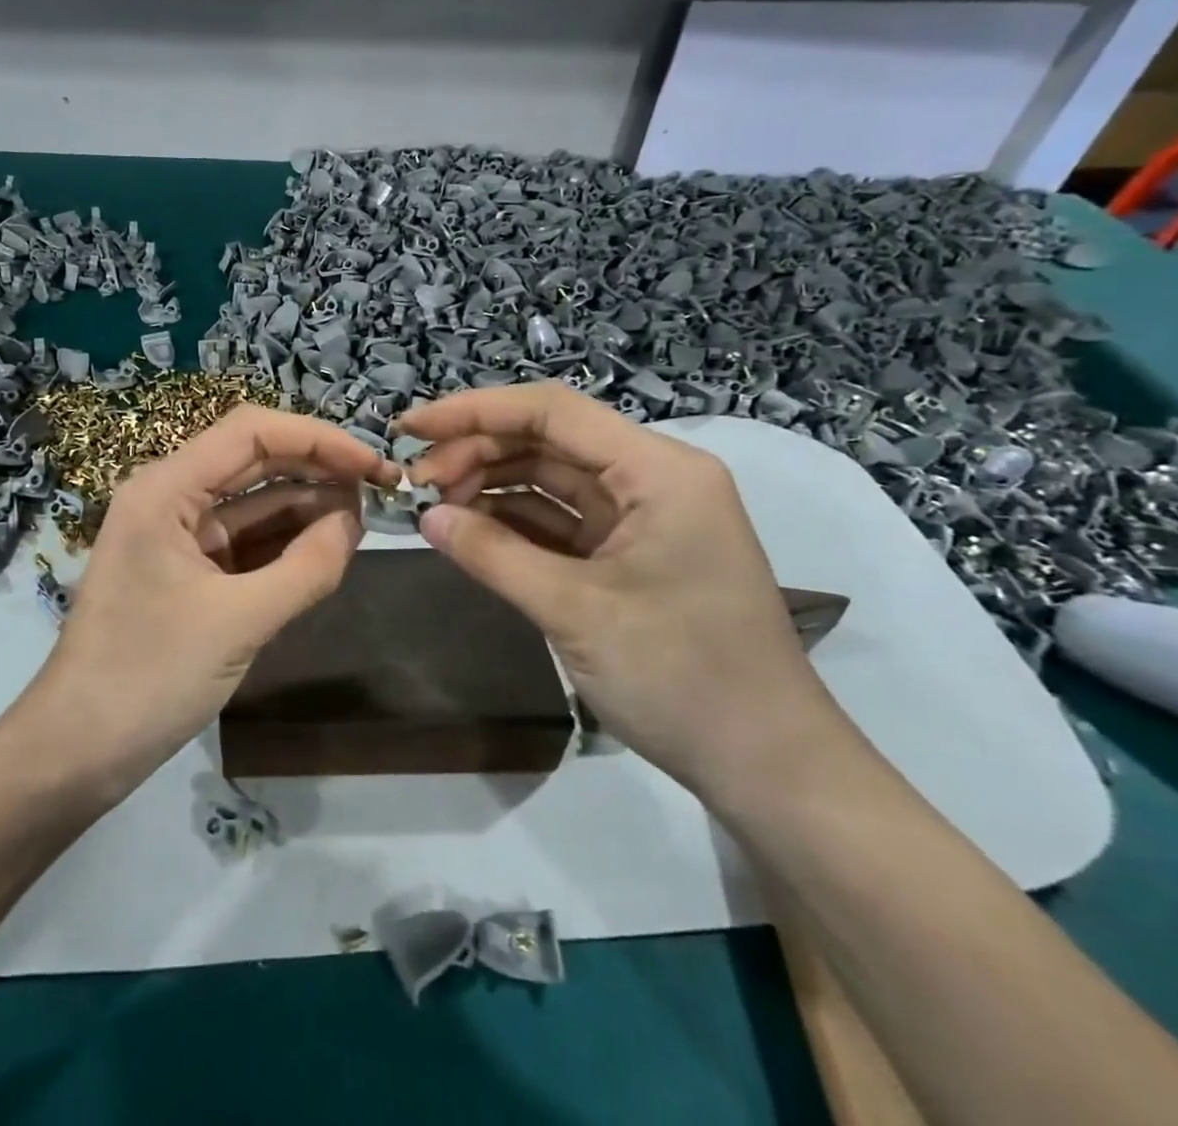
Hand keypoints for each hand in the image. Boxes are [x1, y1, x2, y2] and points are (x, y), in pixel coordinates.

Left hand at [26, 405, 395, 797]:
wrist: (78, 750)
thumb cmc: (149, 676)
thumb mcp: (239, 621)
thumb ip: (307, 567)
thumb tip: (356, 521)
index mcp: (166, 488)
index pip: (252, 433)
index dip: (319, 439)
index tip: (373, 465)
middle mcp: (169, 497)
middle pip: (255, 461)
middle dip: (318, 470)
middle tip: (381, 490)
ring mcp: (177, 536)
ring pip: (253, 503)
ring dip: (307, 507)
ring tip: (365, 519)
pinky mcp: (187, 572)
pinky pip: (245, 542)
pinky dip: (285, 543)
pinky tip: (327, 548)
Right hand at [400, 382, 843, 794]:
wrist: (767, 766)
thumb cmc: (681, 677)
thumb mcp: (575, 611)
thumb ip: (493, 555)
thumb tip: (425, 517)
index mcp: (658, 471)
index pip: (552, 412)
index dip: (474, 411)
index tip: (410, 428)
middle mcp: (652, 478)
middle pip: (547, 440)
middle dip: (476, 452)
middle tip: (414, 484)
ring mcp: (640, 516)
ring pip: (548, 477)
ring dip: (488, 485)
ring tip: (432, 506)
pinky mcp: (628, 552)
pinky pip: (558, 519)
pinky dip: (511, 521)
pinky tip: (467, 530)